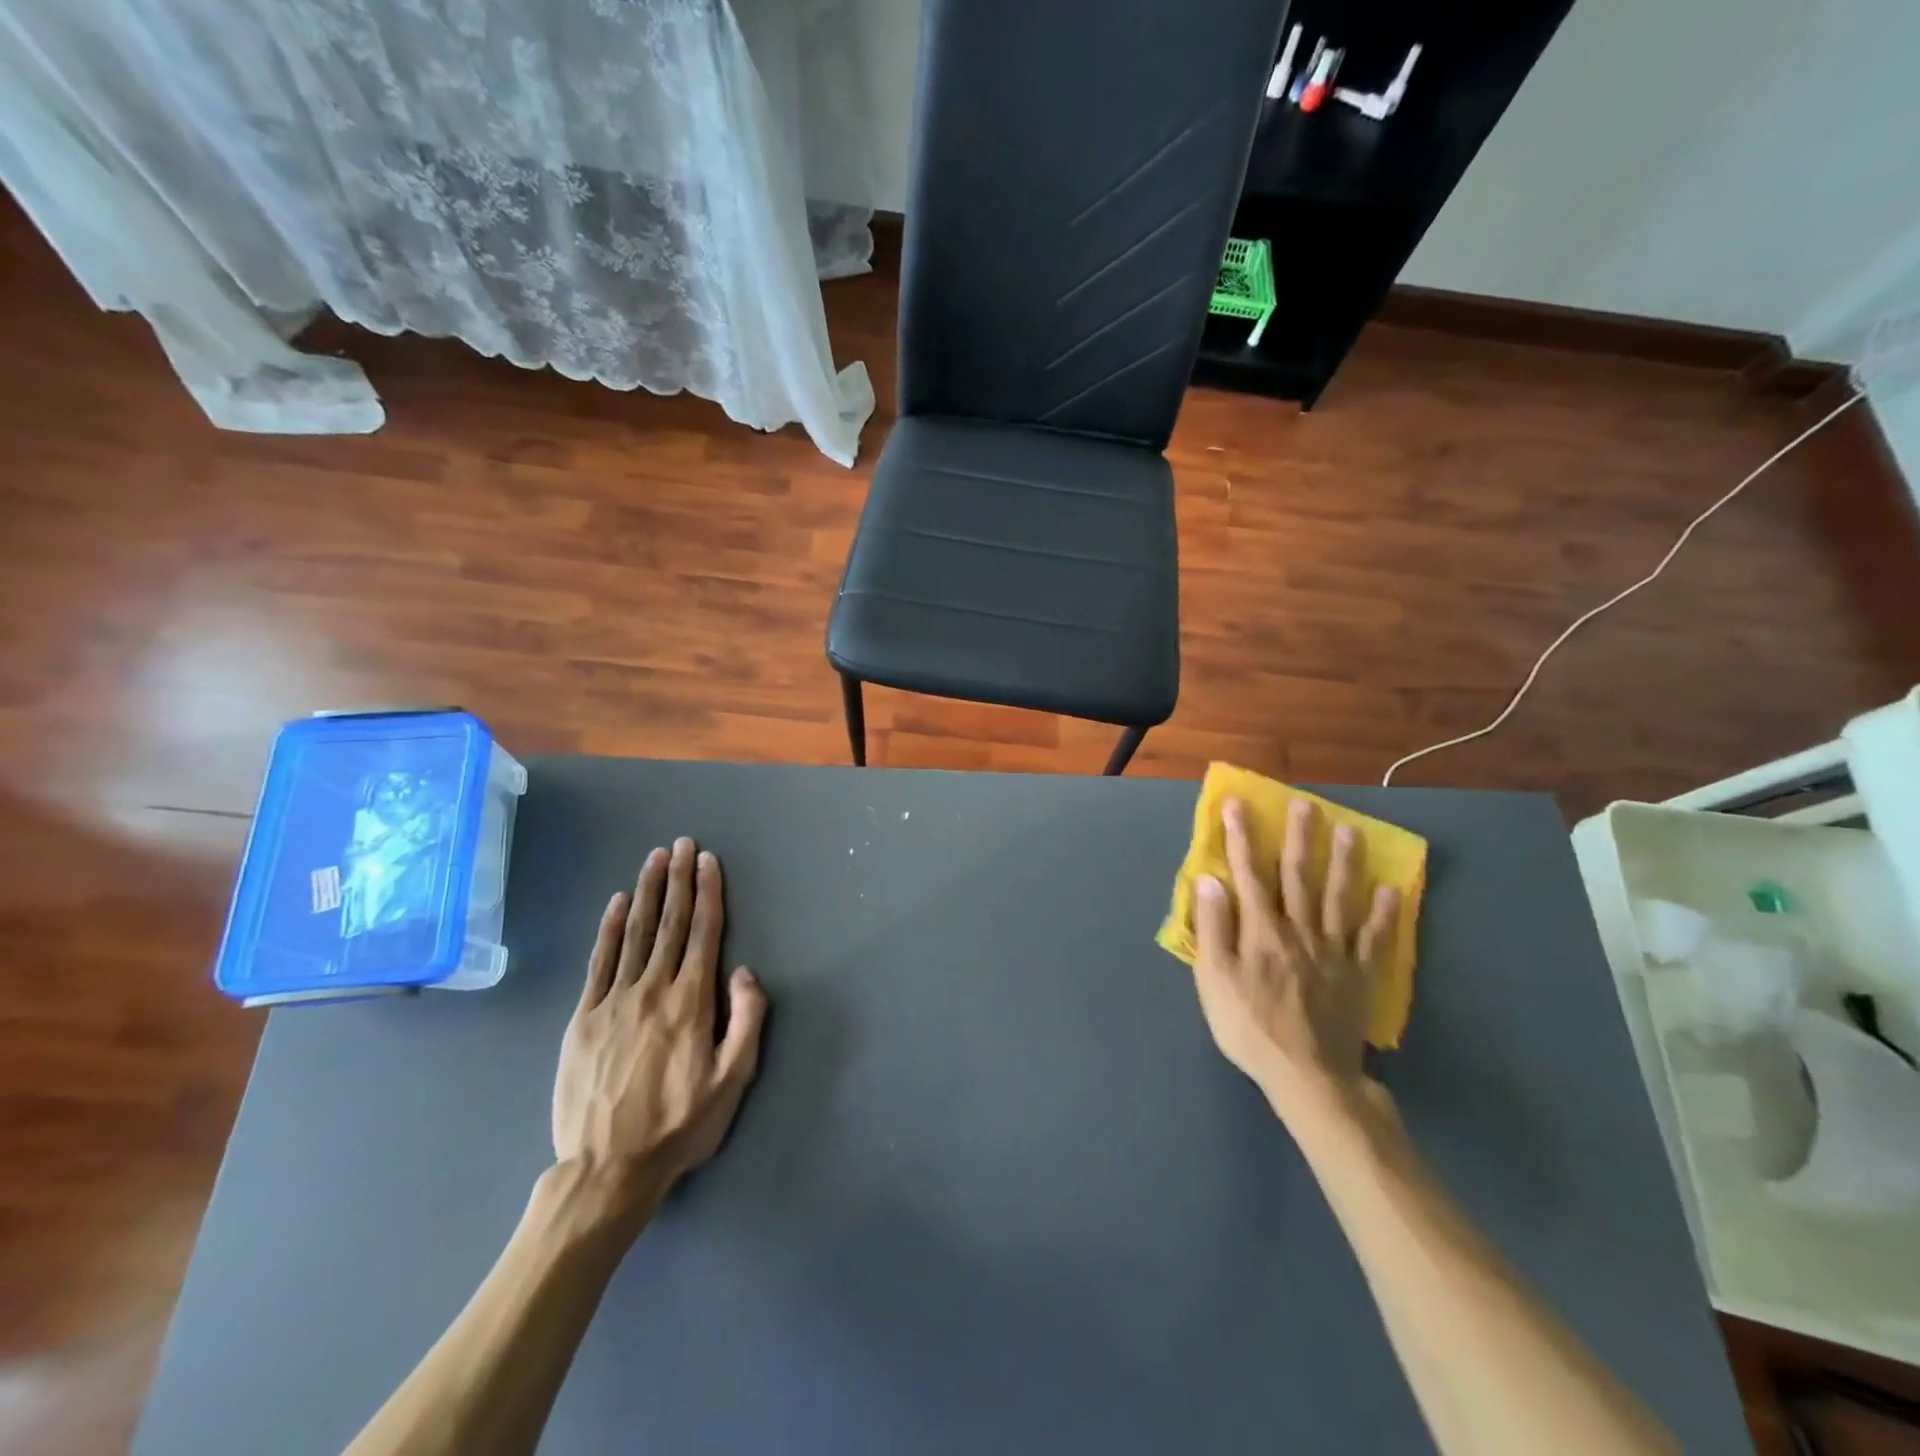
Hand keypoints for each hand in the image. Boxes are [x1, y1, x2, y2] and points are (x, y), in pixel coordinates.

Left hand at [551, 838, 767, 1227]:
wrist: (607, 1169)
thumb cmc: (681, 1125)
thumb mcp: (733, 1079)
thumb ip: (747, 1019)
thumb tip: (744, 971)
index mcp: (692, 1001)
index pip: (704, 933)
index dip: (708, 893)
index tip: (707, 861)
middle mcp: (653, 990)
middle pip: (671, 923)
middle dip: (679, 880)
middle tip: (682, 844)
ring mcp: (614, 1001)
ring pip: (635, 933)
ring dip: (648, 892)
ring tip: (654, 858)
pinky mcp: (584, 1018)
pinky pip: (600, 962)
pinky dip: (609, 928)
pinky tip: (618, 903)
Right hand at [1191, 797, 1399, 1128]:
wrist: (1308, 1076)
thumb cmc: (1250, 1028)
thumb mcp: (1214, 980)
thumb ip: (1212, 927)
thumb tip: (1210, 880)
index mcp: (1261, 930)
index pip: (1249, 874)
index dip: (1241, 838)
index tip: (1237, 805)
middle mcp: (1299, 930)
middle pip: (1299, 876)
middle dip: (1299, 837)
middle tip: (1304, 804)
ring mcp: (1334, 951)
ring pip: (1340, 897)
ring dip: (1344, 862)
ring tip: (1350, 831)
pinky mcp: (1359, 974)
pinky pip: (1374, 938)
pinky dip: (1383, 914)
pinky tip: (1390, 891)